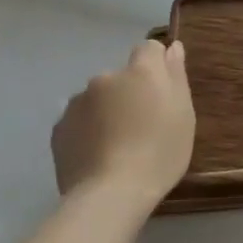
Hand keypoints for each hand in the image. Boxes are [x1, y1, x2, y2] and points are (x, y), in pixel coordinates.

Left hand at [52, 40, 195, 213]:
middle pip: (121, 77)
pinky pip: (79, 122)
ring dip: (107, 111)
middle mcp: (105, 78)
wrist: (111, 194)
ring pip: (98, 99)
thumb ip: (176, 75)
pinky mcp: (59, 129)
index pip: (148, 49)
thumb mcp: (183, 114)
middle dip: (129, 93)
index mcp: (140, 72)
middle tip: (142, 126)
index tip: (162, 92)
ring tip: (116, 145)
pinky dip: (88, 131)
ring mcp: (77, 103)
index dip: (157, 66)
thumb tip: (173, 47)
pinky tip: (97, 155)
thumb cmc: (160, 152)